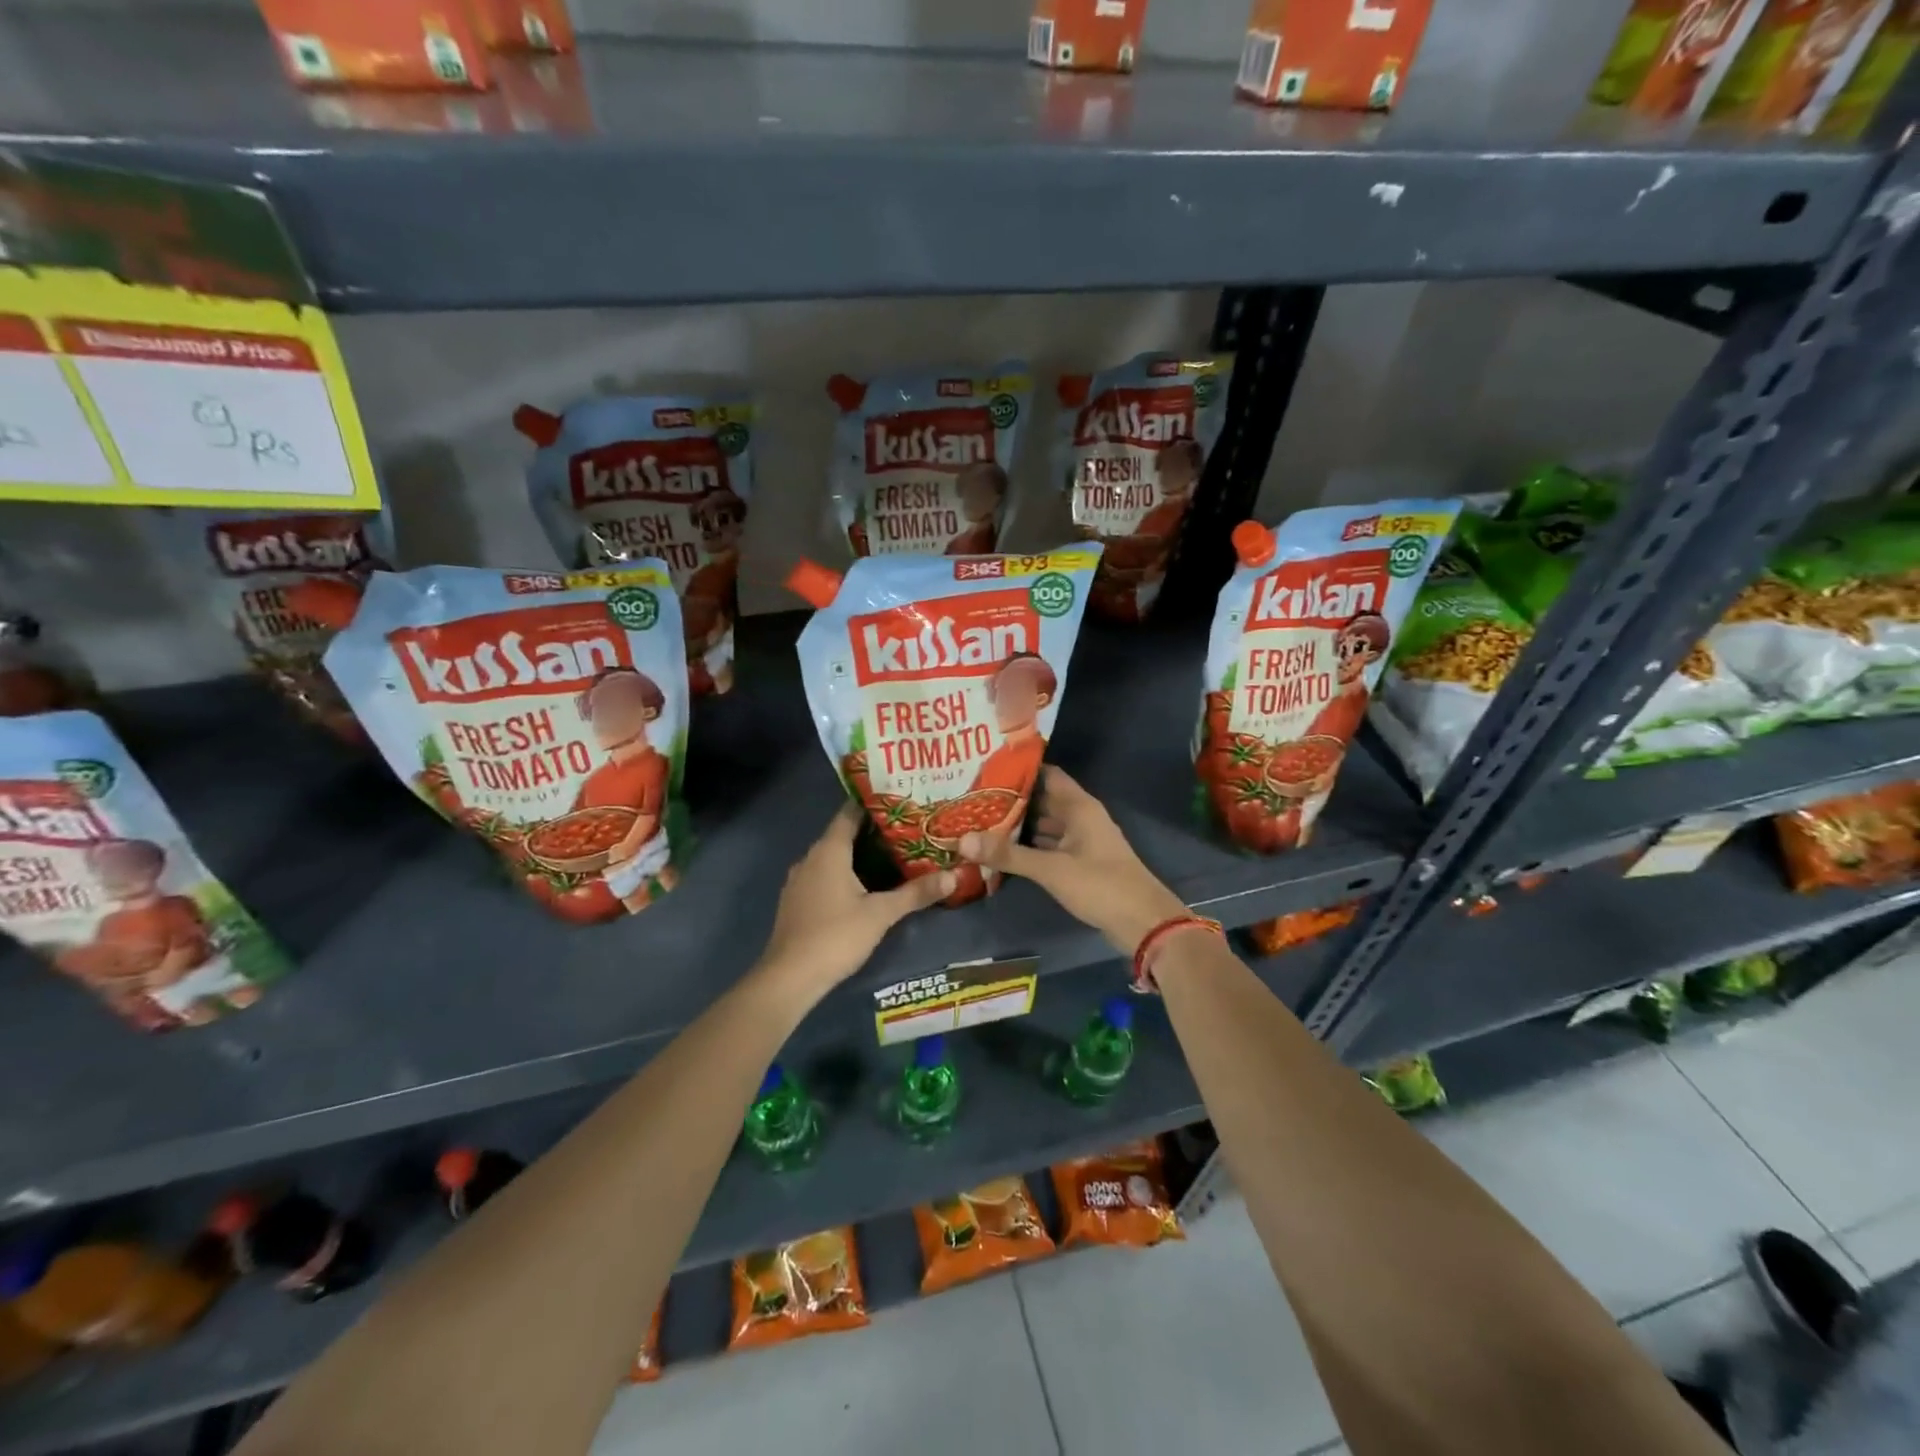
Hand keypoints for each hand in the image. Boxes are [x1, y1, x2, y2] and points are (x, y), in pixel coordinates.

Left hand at [757, 804, 955, 998]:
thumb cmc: (836, 936)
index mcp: (828, 850)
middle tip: (906, 830)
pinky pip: (823, 876)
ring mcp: (799, 880)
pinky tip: (864, 886)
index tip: (900, 801)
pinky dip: (843, 874)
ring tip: (891, 856)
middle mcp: (810, 858)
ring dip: (857, 855)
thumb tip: (953, 876)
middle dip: (872, 831)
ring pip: (832, 857)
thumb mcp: (881, 914)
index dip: (874, 805)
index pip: (850, 813)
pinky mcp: (796, 901)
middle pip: (842, 834)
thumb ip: (916, 893)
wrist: (789, 978)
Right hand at [959, 766, 1187, 954]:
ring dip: (1019, 824)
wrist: (1143, 922)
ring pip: (1046, 824)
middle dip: (1012, 799)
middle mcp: (1081, 817)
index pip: (1046, 774)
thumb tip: (962, 839)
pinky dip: (1030, 845)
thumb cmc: (1100, 885)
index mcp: (1079, 807)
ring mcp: (1082, 841)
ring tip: (981, 821)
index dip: (1019, 769)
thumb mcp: (1051, 869)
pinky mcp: (1081, 862)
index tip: (985, 768)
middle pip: (1043, 799)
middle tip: (973, 797)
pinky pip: (1050, 845)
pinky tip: (1004, 850)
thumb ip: (1008, 855)